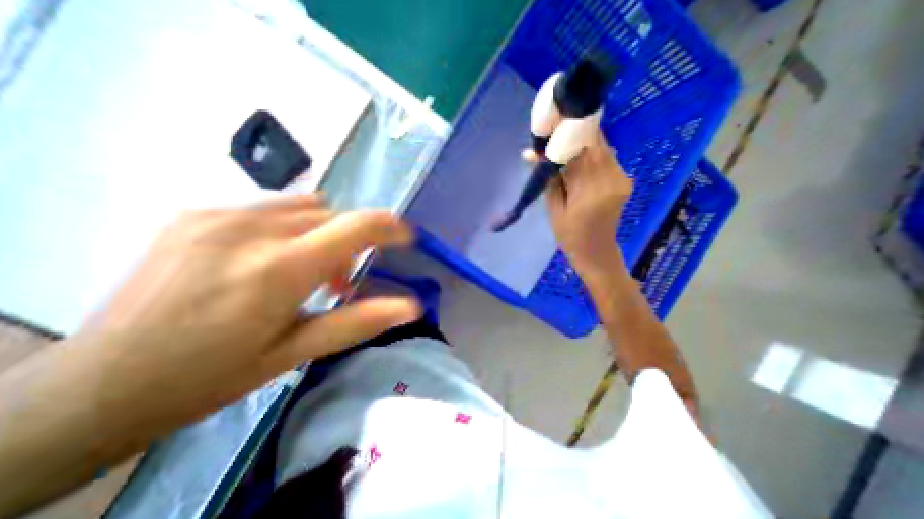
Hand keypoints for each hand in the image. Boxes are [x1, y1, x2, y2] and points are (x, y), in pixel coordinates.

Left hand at [84, 193, 421, 431]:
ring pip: (307, 207)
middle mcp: (254, 229)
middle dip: (351, 242)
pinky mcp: (198, 213)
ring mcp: (221, 216)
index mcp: (282, 268)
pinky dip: (292, 227)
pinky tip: (268, 260)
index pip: (357, 226)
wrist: (97, 385)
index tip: (405, 237)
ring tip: (304, 271)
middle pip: (334, 215)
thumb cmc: (213, 374)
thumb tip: (411, 307)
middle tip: (338, 283)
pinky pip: (273, 208)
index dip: (389, 227)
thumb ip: (359, 321)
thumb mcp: (297, 351)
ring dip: (323, 233)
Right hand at [523, 131, 630, 282]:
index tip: (549, 127)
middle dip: (573, 134)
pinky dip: (590, 154)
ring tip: (562, 147)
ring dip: (581, 143)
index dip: (566, 133)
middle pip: (595, 143)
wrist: (597, 252)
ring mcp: (622, 178)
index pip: (580, 149)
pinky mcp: (624, 179)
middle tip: (553, 135)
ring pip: (602, 147)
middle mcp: (612, 179)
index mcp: (591, 191)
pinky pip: (606, 157)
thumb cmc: (569, 236)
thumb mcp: (553, 209)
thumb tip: (529, 153)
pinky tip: (577, 160)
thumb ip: (547, 178)